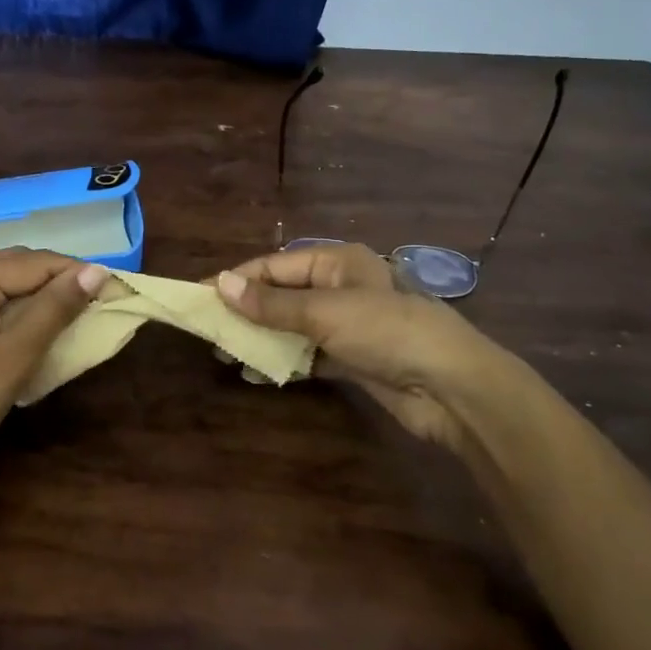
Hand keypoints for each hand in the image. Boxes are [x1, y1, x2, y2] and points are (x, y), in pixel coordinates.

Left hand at [0, 249, 105, 483]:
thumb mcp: (15, 357)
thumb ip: (54, 309)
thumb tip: (95, 271)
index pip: (33, 262)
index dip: (75, 272)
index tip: (112, 289)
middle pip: (16, 263)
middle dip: (57, 277)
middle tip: (95, 300)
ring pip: (2, 279)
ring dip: (38, 290)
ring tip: (73, 310)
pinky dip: (16, 304)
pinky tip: (36, 322)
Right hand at [214, 242, 507, 452]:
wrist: (452, 387)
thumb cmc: (387, 332)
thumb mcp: (325, 313)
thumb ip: (271, 304)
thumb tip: (220, 284)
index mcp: (336, 261)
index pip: (273, 266)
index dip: (236, 281)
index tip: (199, 298)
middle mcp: (339, 287)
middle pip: (281, 295)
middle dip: (245, 313)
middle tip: (209, 333)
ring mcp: (347, 324)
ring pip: (292, 326)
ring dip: (261, 338)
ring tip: (226, 355)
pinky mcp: (353, 358)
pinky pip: (308, 354)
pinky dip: (284, 362)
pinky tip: (258, 374)